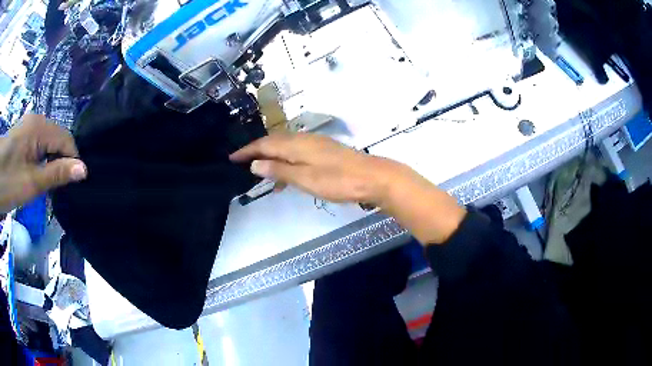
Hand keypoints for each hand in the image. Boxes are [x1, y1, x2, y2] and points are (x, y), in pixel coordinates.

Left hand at [0, 115, 86, 213]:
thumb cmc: (7, 181)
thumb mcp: (30, 183)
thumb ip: (56, 174)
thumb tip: (83, 169)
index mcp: (40, 127)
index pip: (66, 140)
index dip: (71, 162)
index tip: (69, 186)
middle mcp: (36, 121)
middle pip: (57, 140)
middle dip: (59, 163)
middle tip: (53, 189)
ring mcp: (28, 126)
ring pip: (47, 144)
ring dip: (48, 163)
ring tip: (43, 184)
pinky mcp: (21, 135)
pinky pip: (37, 145)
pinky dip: (40, 160)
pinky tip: (34, 174)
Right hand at [230, 133, 396, 204]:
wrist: (372, 177)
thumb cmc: (337, 180)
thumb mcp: (305, 178)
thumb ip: (280, 170)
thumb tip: (255, 164)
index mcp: (296, 144)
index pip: (264, 144)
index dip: (247, 151)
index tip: (232, 157)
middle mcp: (304, 139)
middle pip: (274, 143)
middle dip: (257, 152)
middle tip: (243, 164)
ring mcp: (316, 144)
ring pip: (286, 148)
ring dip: (272, 159)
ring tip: (262, 176)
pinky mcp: (324, 152)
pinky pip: (297, 154)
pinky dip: (287, 164)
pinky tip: (287, 178)